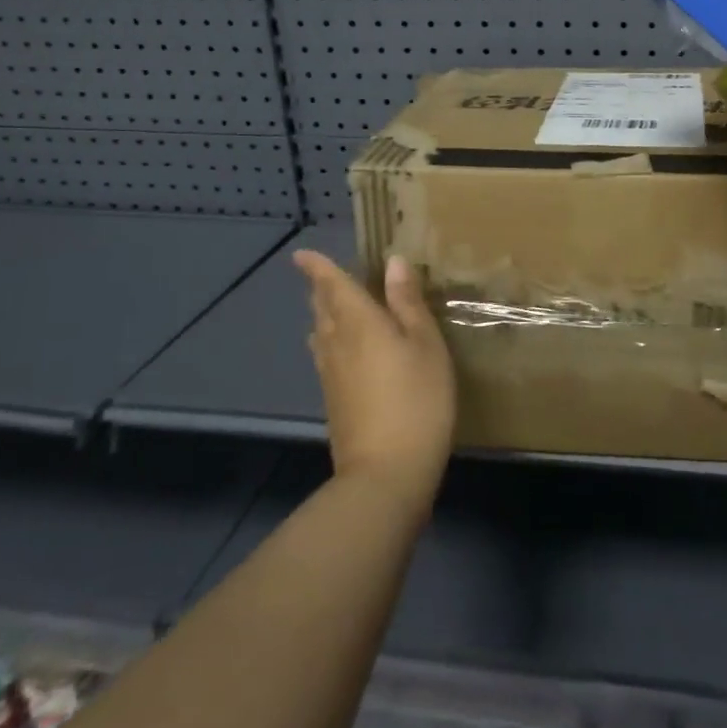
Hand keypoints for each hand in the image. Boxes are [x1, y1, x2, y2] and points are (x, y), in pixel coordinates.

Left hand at [293, 251, 455, 515]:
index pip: (332, 286)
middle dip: (322, 290)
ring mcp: (331, 375)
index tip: (301, 255)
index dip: (317, 268)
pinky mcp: (334, 400)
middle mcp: (336, 343)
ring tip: (334, 307)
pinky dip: (331, 342)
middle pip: (322, 309)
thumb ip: (407, 302)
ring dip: (324, 316)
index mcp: (358, 322)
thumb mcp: (424, 343)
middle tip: (324, 276)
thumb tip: (393, 262)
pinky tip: (344, 352)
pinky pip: (326, 356)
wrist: (386, 472)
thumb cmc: (416, 397)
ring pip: (321, 334)